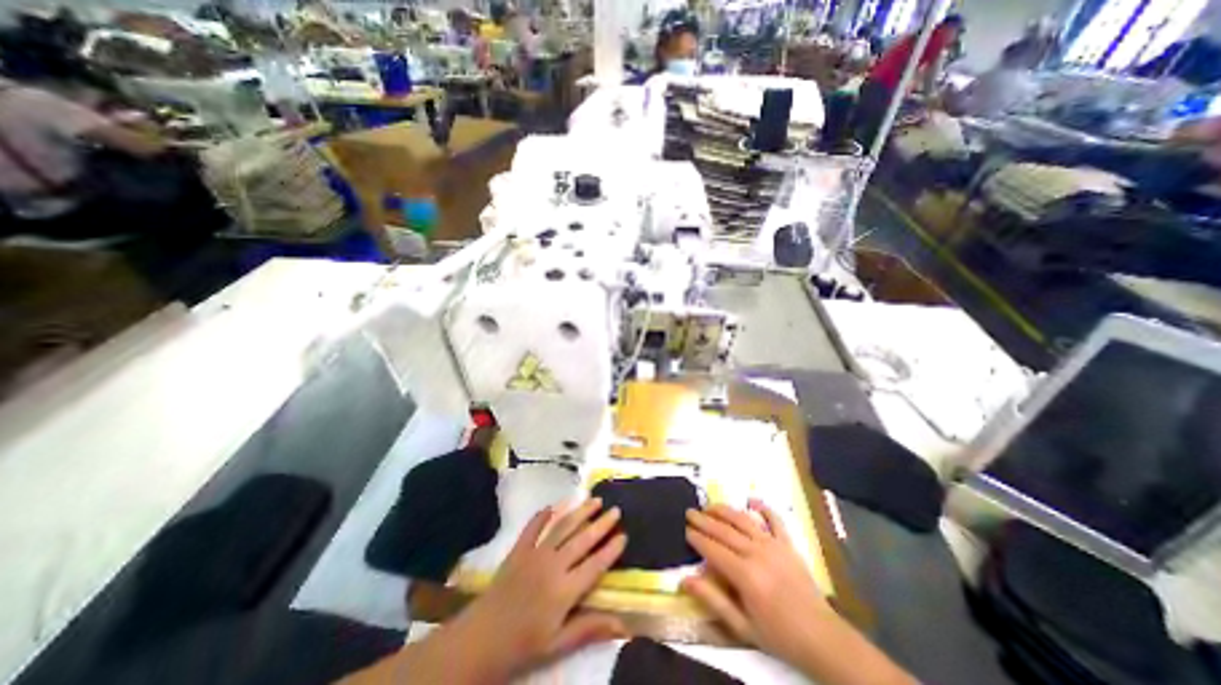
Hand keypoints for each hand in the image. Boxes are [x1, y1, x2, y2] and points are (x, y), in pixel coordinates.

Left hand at [447, 499, 628, 681]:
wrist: (479, 640)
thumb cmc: (522, 646)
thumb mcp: (557, 644)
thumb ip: (589, 628)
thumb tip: (623, 624)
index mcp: (565, 590)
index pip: (595, 565)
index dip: (611, 550)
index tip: (624, 535)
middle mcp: (553, 565)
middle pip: (582, 540)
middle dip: (601, 524)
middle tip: (615, 510)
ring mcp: (534, 554)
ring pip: (562, 527)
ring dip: (580, 512)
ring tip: (594, 500)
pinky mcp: (518, 550)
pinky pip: (533, 527)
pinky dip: (543, 515)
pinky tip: (553, 506)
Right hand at [683, 497, 911, 684]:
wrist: (822, 638)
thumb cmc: (779, 636)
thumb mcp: (742, 627)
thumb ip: (713, 600)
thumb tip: (684, 579)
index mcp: (745, 575)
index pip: (713, 549)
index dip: (697, 538)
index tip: (685, 529)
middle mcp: (757, 553)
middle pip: (724, 530)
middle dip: (704, 520)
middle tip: (689, 512)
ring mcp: (774, 545)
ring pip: (743, 520)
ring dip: (724, 510)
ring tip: (709, 506)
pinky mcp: (788, 544)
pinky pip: (774, 519)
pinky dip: (763, 507)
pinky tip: (751, 500)